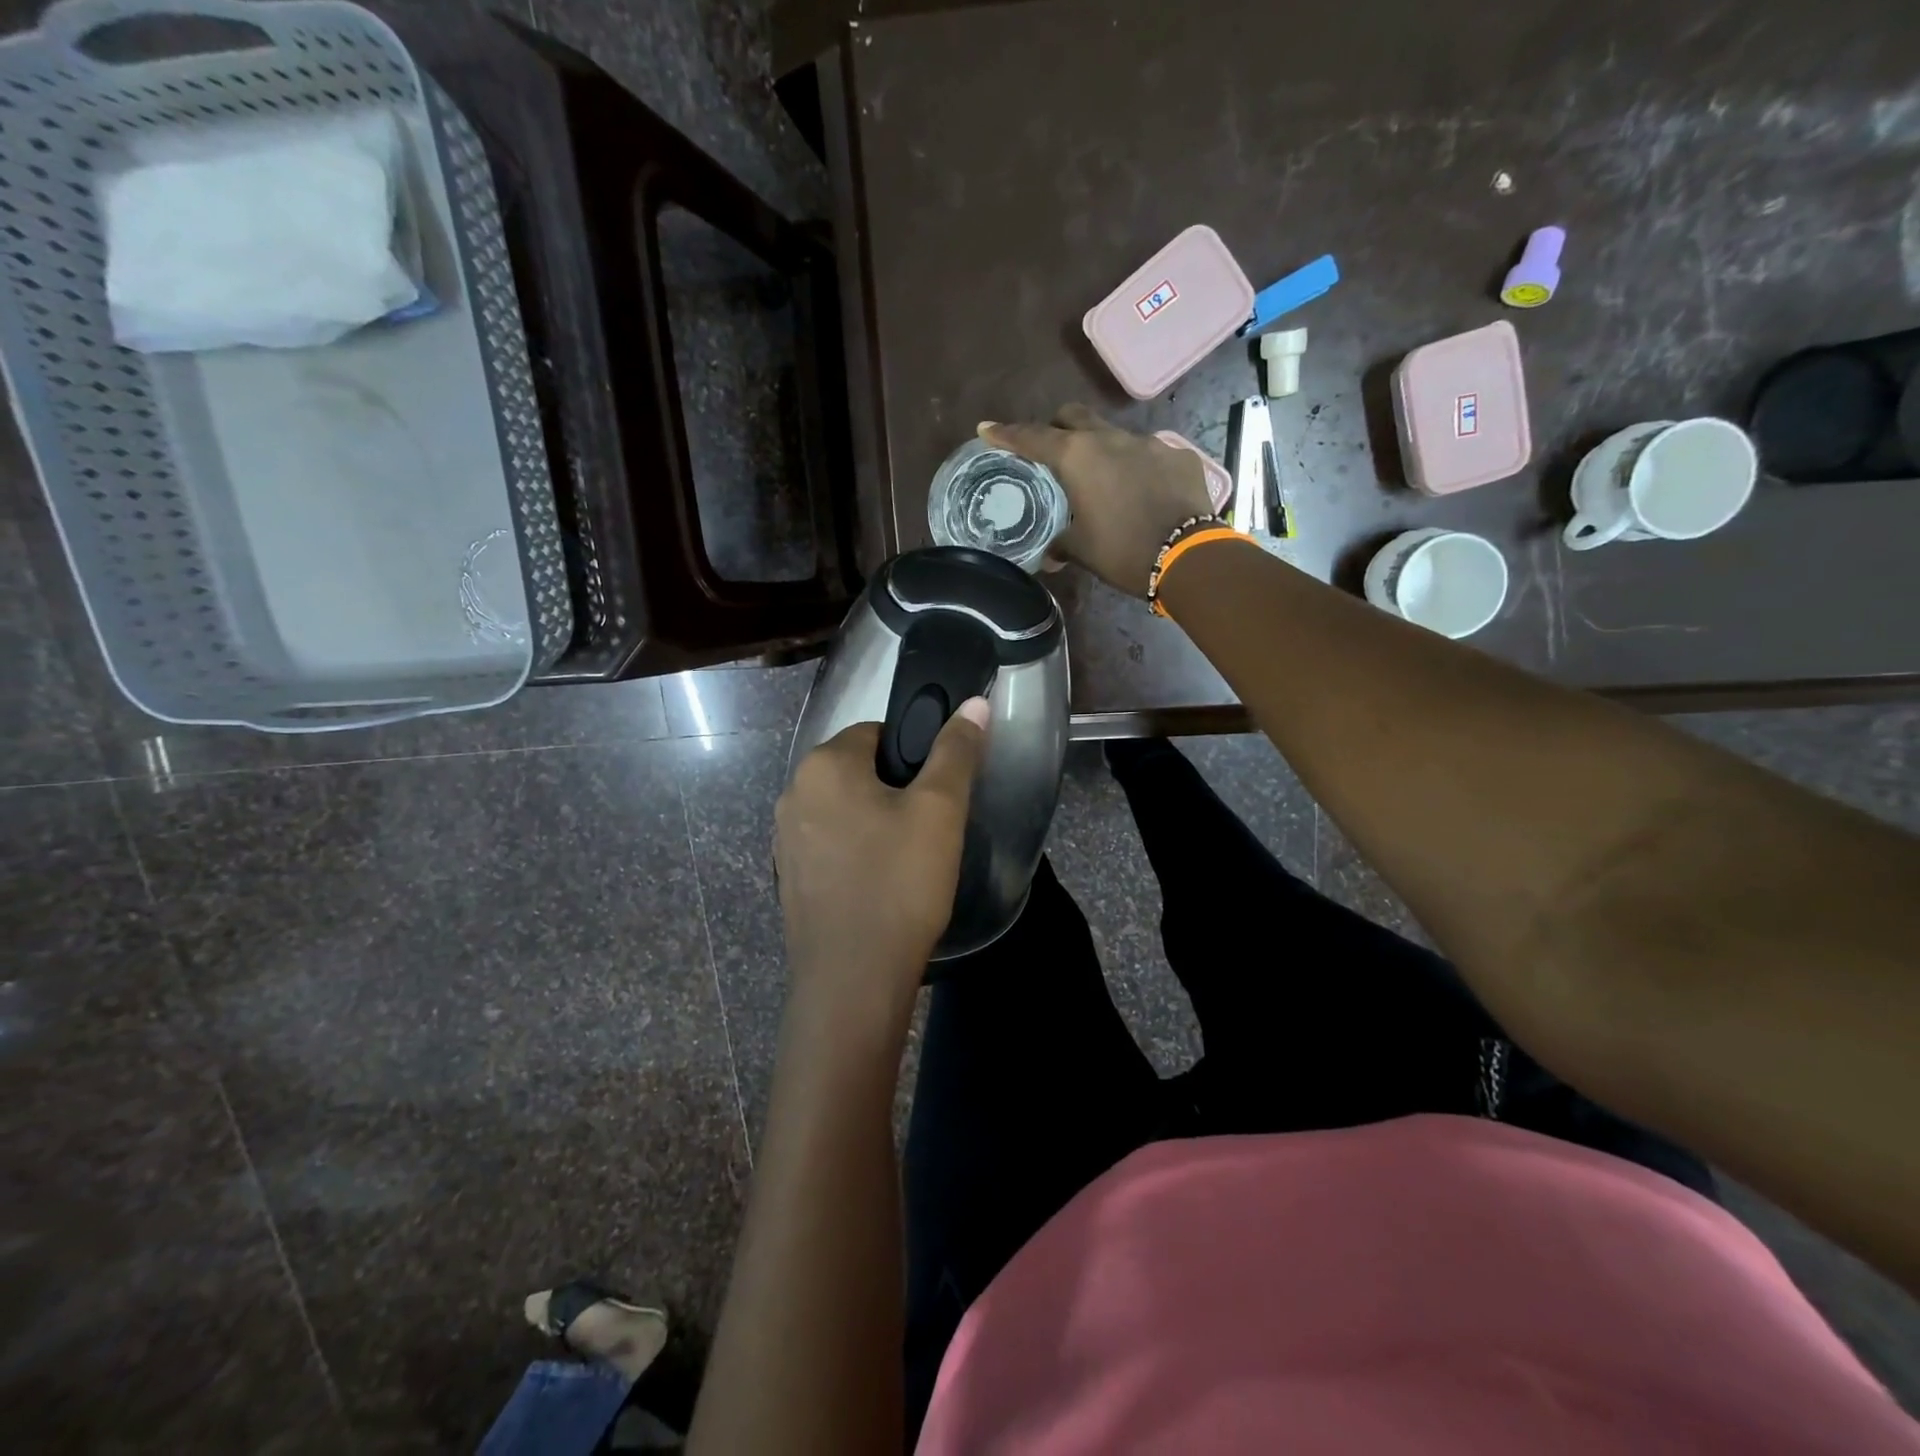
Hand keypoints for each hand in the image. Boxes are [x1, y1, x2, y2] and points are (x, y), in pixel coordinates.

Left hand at [774, 700, 990, 1018]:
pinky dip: (855, 854)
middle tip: (929, 828)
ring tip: (908, 860)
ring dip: (874, 822)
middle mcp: (793, 793)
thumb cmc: (899, 883)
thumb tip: (974, 704)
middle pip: (857, 771)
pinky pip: (829, 847)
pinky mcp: (788, 878)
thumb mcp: (940, 810)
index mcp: (823, 765)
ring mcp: (784, 840)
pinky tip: (880, 885)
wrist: (853, 979)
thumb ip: (956, 751)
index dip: (913, 756)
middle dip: (893, 790)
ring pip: (843, 810)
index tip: (936, 792)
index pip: (876, 732)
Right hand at [980, 405, 1213, 596]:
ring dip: (1103, 452)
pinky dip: (1139, 469)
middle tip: (1053, 450)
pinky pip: (1151, 455)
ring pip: (1116, 436)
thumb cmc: (1122, 551)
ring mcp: (1150, 443)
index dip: (1006, 434)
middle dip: (1058, 427)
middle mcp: (1111, 438)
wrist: (1187, 557)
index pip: (1033, 438)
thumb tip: (1049, 555)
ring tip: (1106, 483)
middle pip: (1075, 416)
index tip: (987, 429)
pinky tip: (1145, 494)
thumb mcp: (1082, 550)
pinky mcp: (1180, 456)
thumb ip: (1060, 544)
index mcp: (1078, 457)